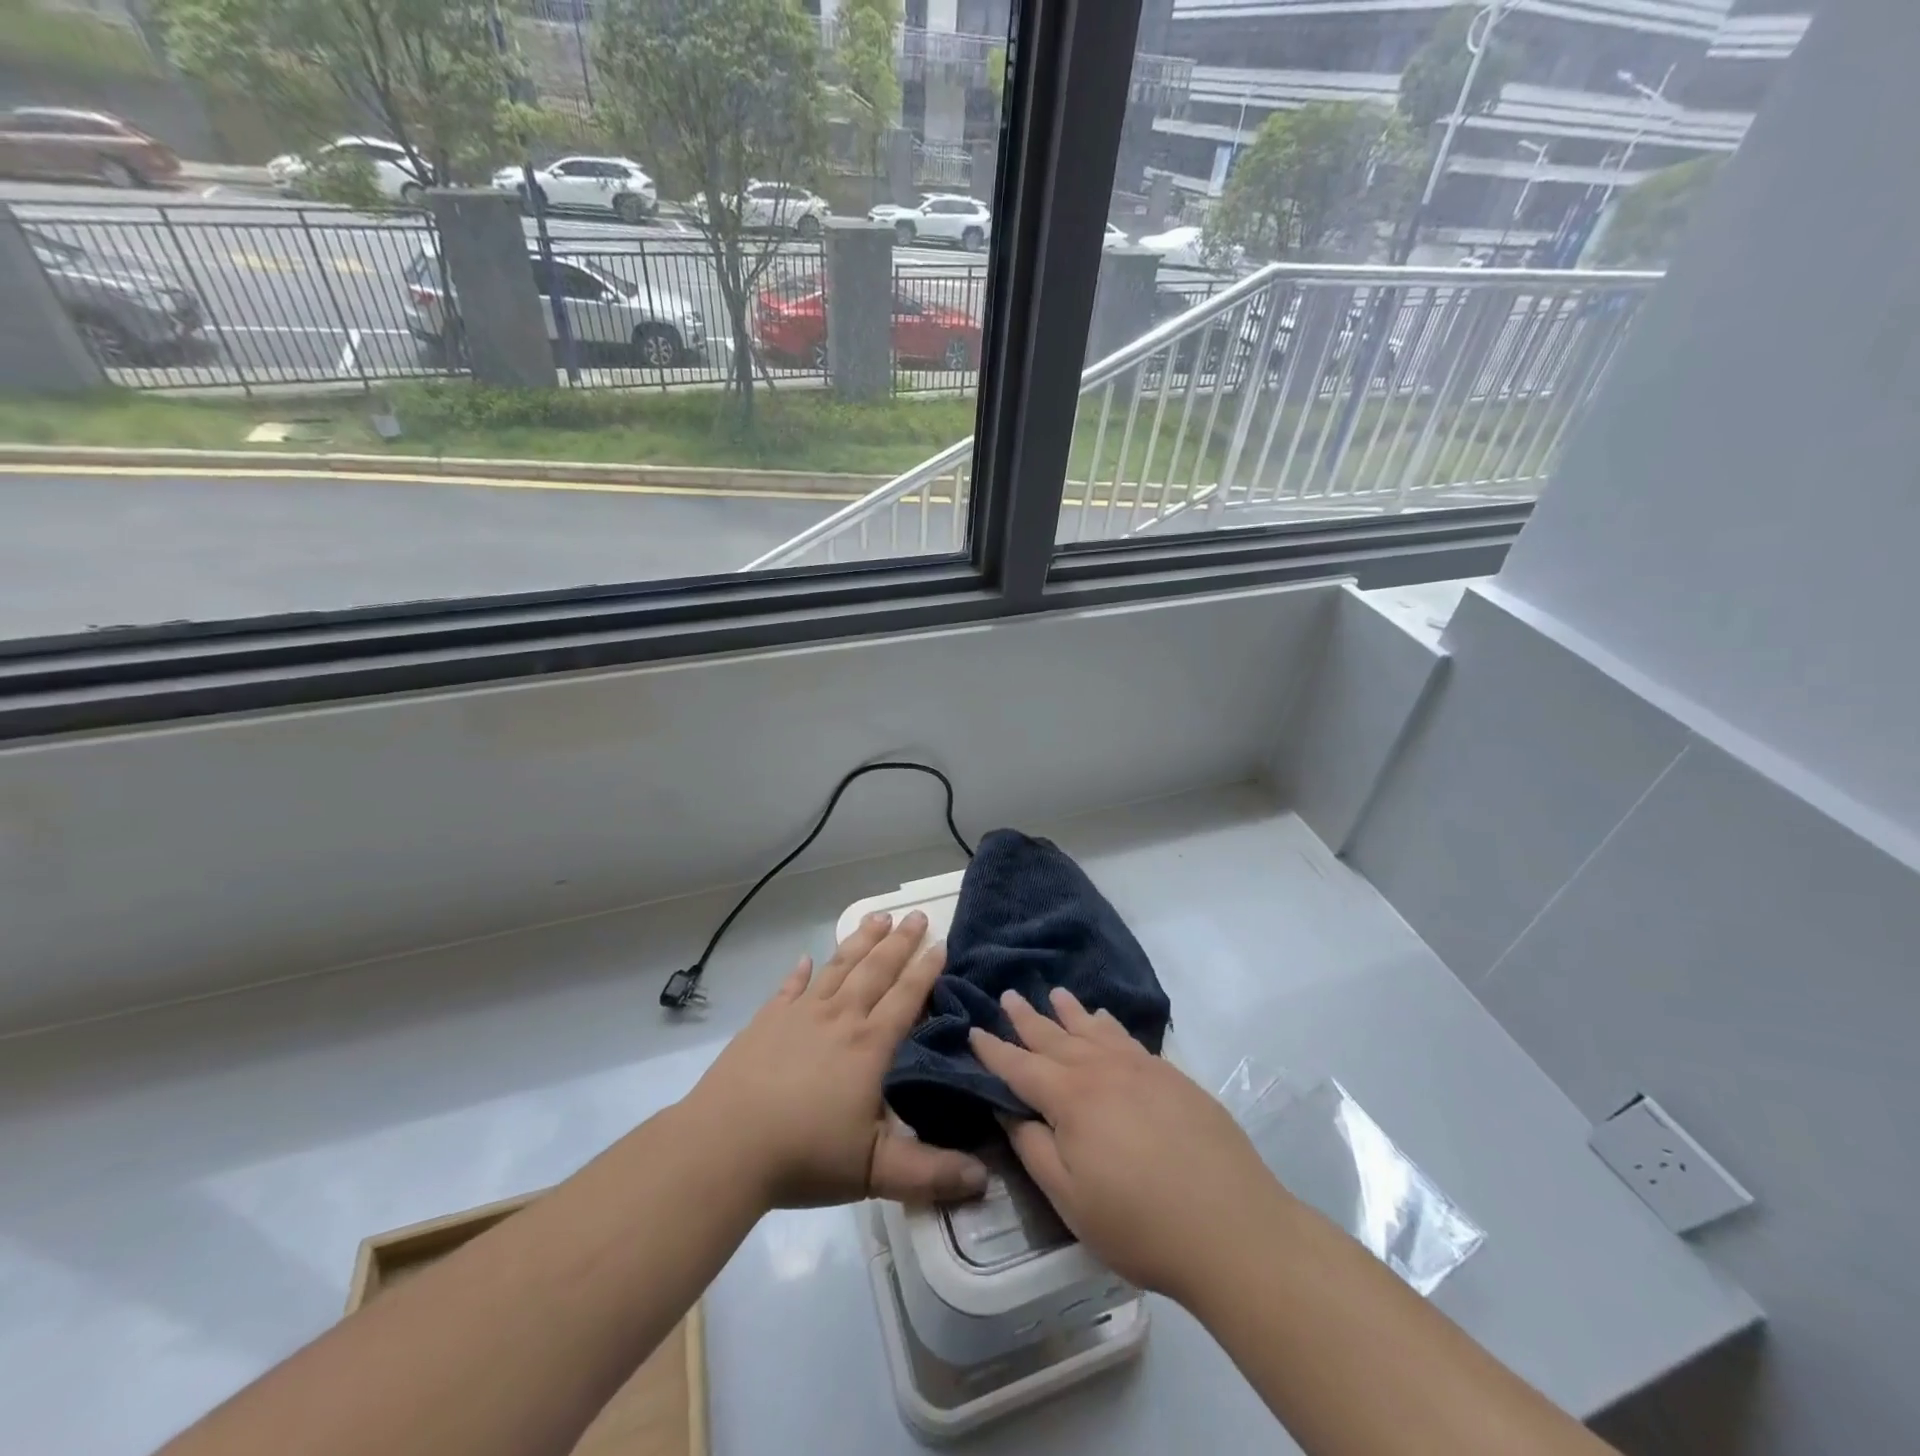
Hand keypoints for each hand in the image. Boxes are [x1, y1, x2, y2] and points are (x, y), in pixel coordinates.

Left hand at [685, 911, 989, 1211]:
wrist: (724, 1145)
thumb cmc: (804, 1155)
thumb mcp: (874, 1171)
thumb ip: (930, 1173)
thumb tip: (985, 1179)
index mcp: (869, 1046)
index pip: (906, 997)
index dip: (926, 970)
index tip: (941, 943)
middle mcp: (839, 1018)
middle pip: (875, 970)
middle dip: (900, 942)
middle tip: (917, 915)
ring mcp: (799, 1015)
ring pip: (838, 967)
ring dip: (860, 941)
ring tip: (878, 917)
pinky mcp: (766, 1021)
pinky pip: (790, 987)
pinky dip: (801, 971)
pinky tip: (806, 958)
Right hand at [970, 987, 1284, 1303]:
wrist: (1233, 1227)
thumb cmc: (1140, 1224)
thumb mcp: (1070, 1199)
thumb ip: (1034, 1149)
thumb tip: (1009, 1110)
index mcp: (1070, 1099)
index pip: (1021, 1067)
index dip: (994, 1050)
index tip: (974, 1029)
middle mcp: (1102, 1070)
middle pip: (1055, 1037)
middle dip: (1028, 1018)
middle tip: (1008, 995)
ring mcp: (1141, 1069)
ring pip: (1094, 1030)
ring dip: (1070, 1012)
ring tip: (1055, 995)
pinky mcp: (1172, 1076)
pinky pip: (1128, 1038)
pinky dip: (1109, 1025)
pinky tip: (1105, 1020)